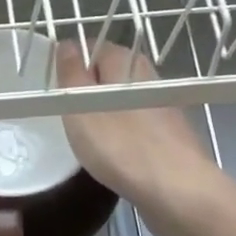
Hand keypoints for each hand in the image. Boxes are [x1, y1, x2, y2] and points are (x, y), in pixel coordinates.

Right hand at [55, 40, 231, 233]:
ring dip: (104, 116)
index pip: (94, 47)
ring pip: (123, 103)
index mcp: (127, 63)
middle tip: (67, 116)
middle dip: (87, 92)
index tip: (57, 89)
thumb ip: (71, 73)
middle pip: (110, 76)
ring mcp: (163, 109)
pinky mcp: (170, 137)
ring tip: (86, 139)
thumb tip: (67, 44)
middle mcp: (148, 79)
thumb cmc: (121, 145)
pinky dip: (121, 136)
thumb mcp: (81, 106)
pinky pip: (136, 127)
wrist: (178, 191)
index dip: (72, 64)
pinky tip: (113, 156)